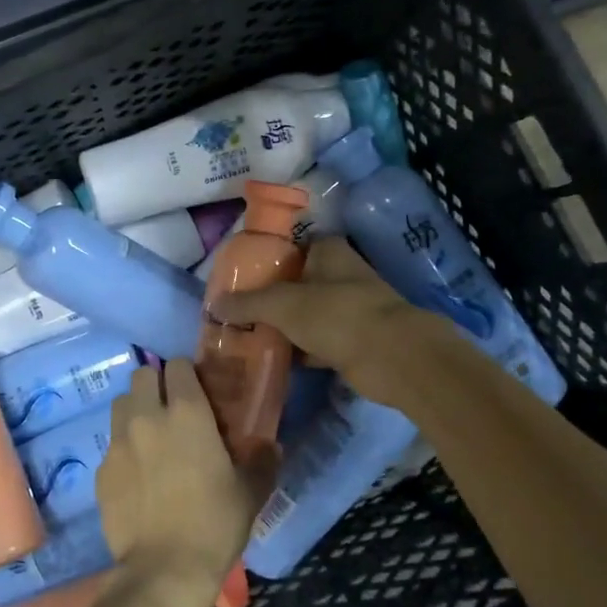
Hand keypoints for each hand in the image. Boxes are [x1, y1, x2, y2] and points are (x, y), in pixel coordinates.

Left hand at [96, 358, 275, 606]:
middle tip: (172, 409)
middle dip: (157, 384)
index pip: (178, 365)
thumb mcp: (250, 492)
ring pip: (122, 404)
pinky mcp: (101, 470)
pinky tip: (138, 475)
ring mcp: (119, 442)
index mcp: (186, 412)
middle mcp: (147, 416)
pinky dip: (124, 448)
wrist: (164, 570)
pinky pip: (112, 444)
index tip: (198, 392)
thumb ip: (261, 460)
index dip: (187, 374)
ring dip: (136, 410)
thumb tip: (270, 446)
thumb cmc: (214, 524)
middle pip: (142, 375)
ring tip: (151, 435)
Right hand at [206, 238, 450, 409]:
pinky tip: (275, 359)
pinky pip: (318, 342)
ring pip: (308, 314)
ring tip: (249, 336)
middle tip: (238, 311)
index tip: (241, 277)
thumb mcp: (283, 304)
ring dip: (285, 326)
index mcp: (329, 251)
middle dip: (271, 297)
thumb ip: (248, 304)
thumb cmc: (336, 314)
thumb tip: (214, 305)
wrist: (392, 357)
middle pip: (298, 281)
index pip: (292, 246)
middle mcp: (341, 274)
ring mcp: (351, 308)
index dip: (267, 259)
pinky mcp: (356, 340)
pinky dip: (300, 350)